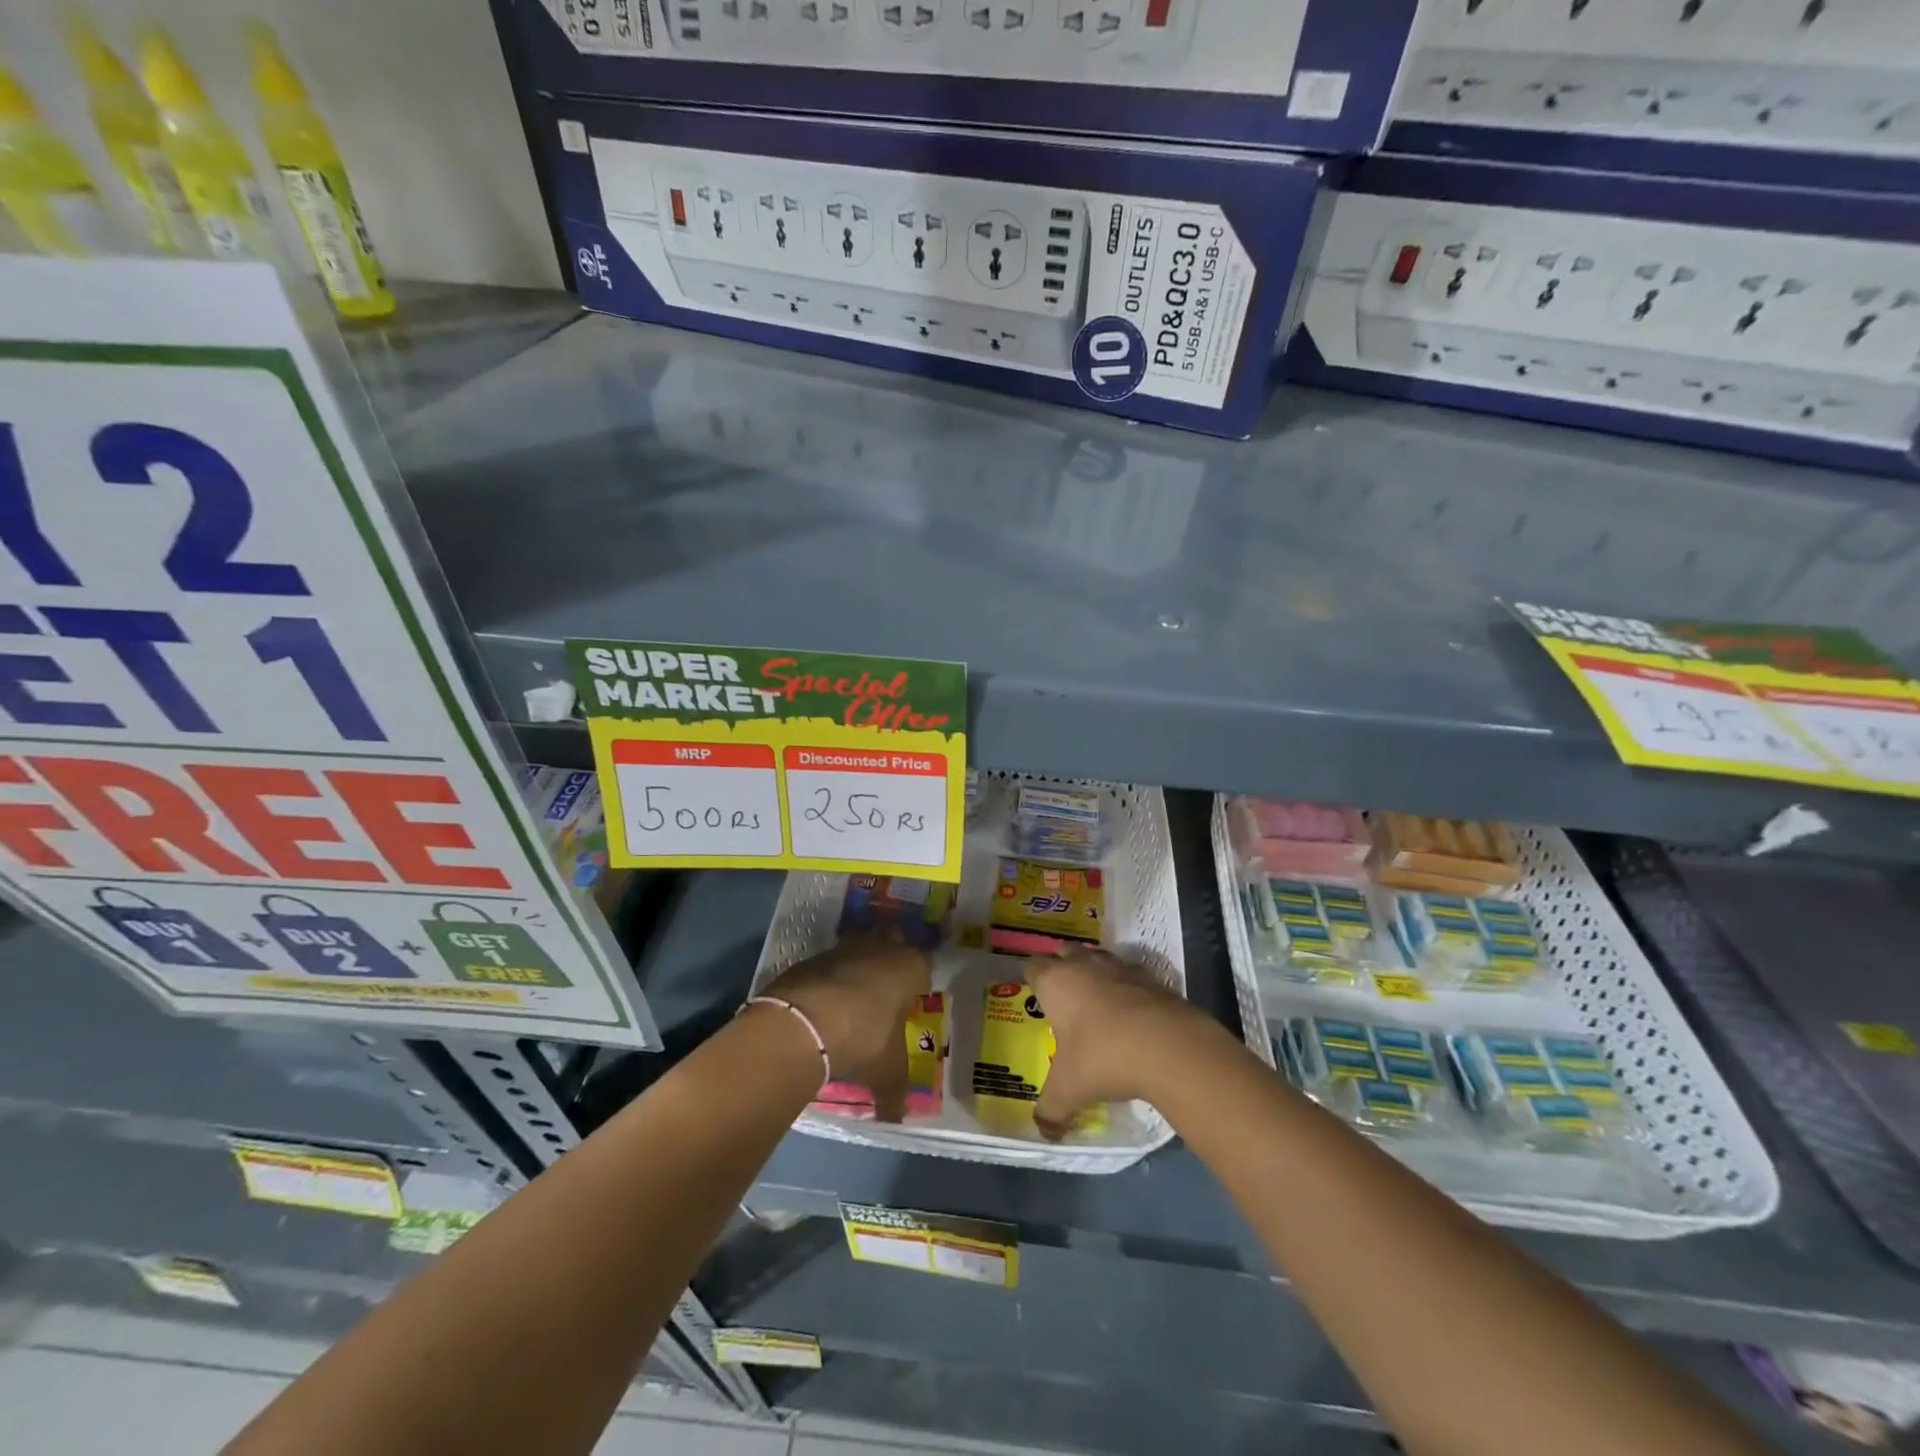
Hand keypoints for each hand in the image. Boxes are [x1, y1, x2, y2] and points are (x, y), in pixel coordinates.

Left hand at [763, 935, 931, 1121]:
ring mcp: (845, 948)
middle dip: (891, 961)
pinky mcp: (814, 956)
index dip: (920, 980)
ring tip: (855, 997)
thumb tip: (896, 1117)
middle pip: (893, 944)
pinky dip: (830, 978)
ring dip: (859, 966)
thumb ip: (895, 1093)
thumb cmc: (864, 1039)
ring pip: (860, 948)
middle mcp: (881, 948)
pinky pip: (830, 963)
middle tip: (887, 992)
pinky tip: (825, 1003)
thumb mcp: (887, 1072)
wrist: (803, 1022)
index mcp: (910, 968)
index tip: (914, 999)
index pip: (925, 964)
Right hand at [1029, 949, 1212, 1139]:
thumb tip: (1044, 1132)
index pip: (1033, 966)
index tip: (1035, 997)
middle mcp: (1084, 965)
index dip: (1032, 979)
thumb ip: (1051, 1109)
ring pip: (1099, 959)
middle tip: (1064, 1000)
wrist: (1167, 1045)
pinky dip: (1127, 990)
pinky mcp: (1152, 978)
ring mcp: (1120, 967)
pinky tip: (1132, 1017)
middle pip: (1065, 953)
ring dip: (1096, 975)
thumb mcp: (1069, 1089)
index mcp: (1055, 982)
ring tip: (1097, 1006)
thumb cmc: (1102, 1057)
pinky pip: (1131, 977)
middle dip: (1063, 969)